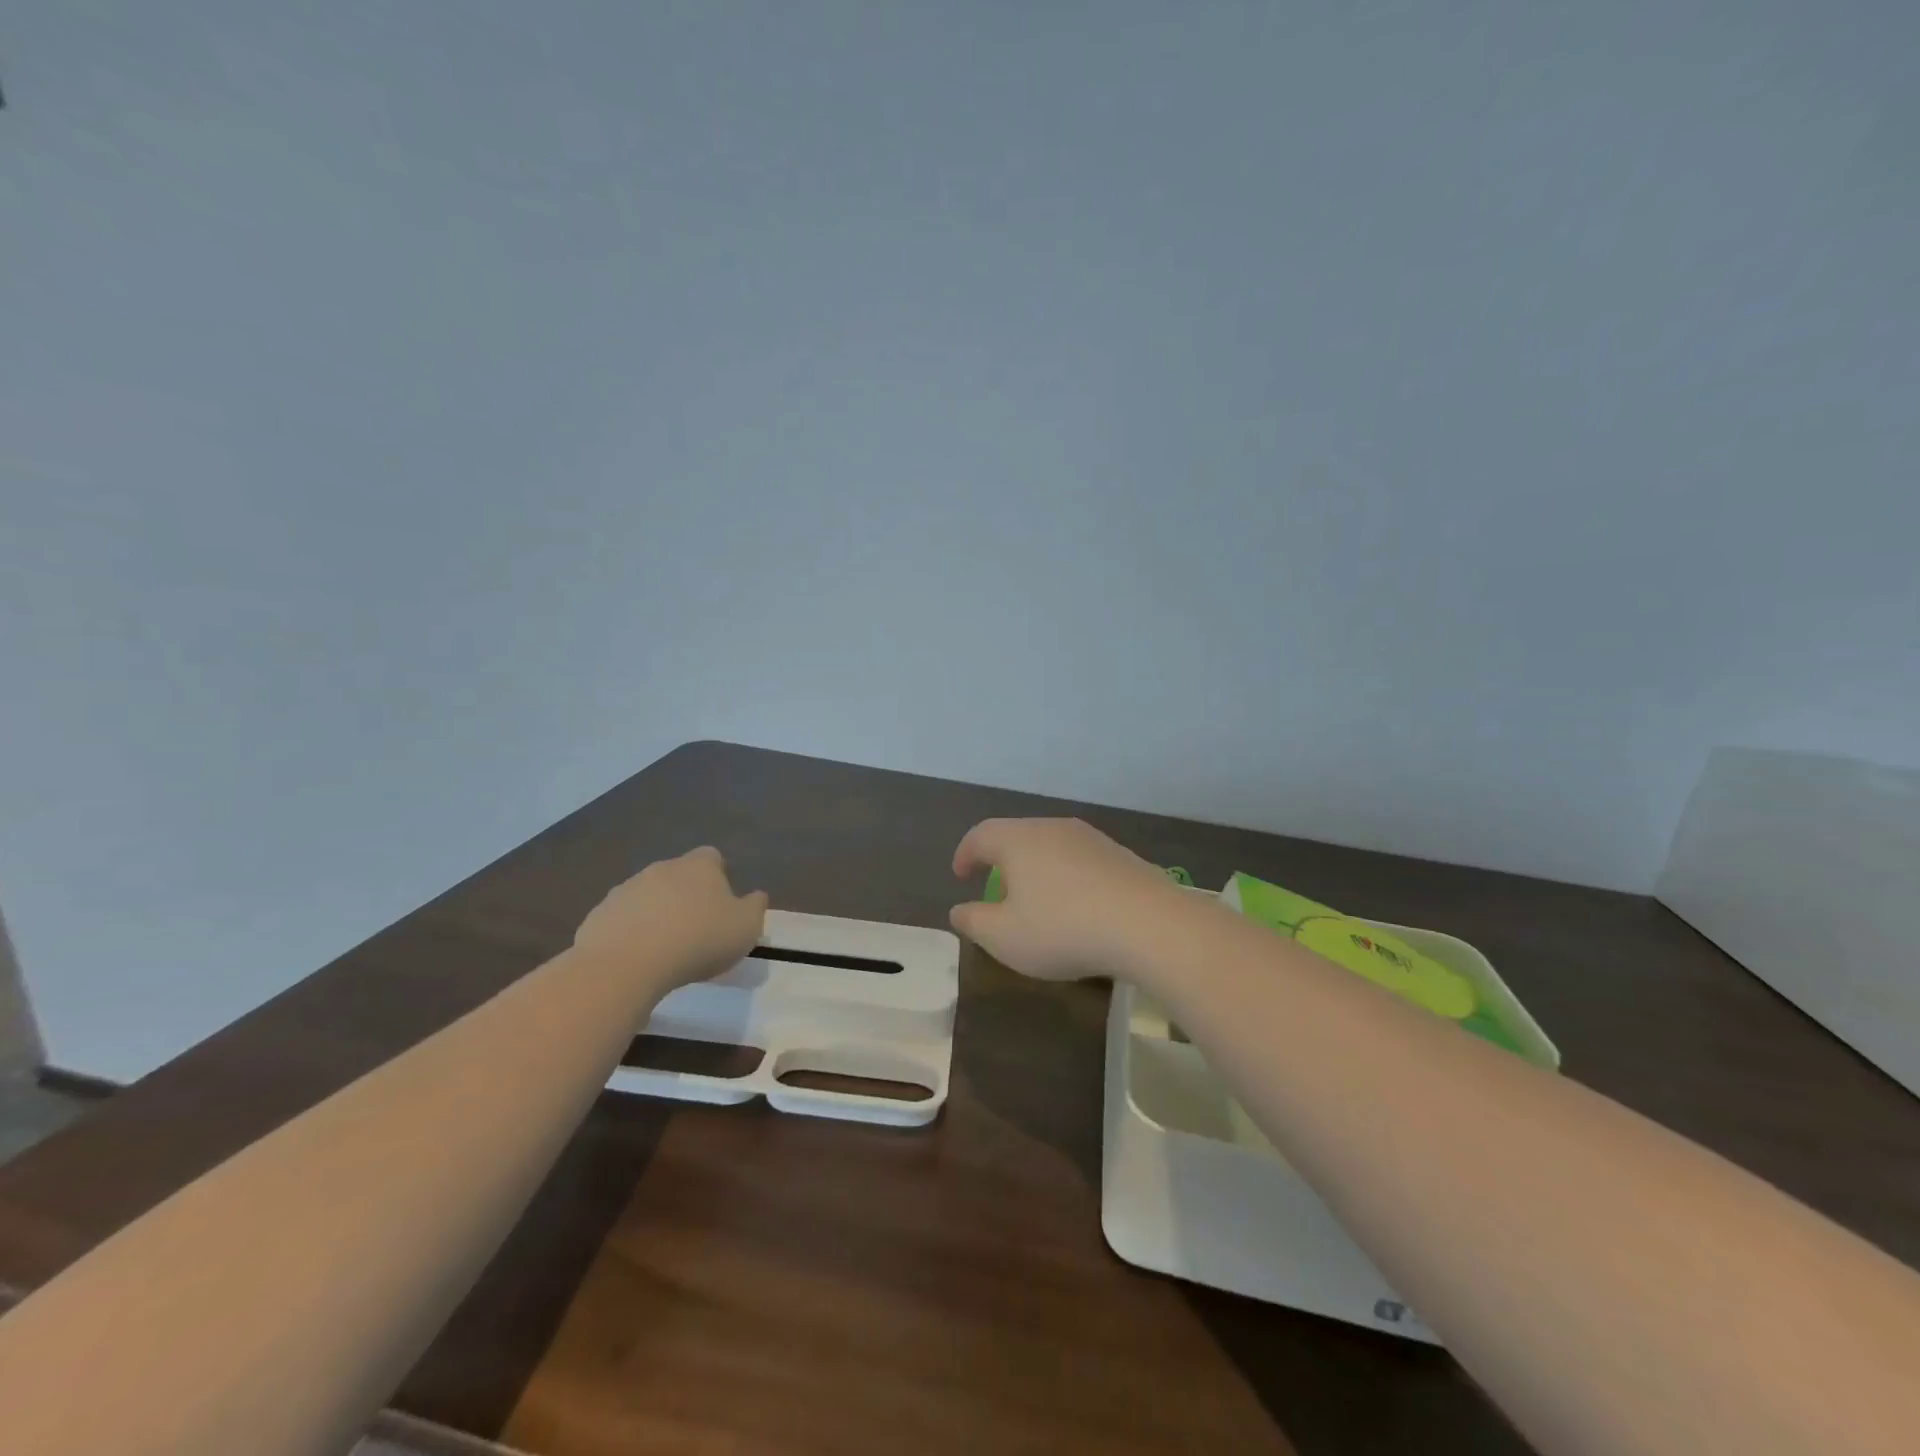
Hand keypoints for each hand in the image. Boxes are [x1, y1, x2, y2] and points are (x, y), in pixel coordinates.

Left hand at [575, 846, 767, 992]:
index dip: (719, 876)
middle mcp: (661, 868)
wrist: (627, 964)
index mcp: (699, 866)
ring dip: (656, 914)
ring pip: (647, 897)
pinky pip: (621, 921)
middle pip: (677, 875)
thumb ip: (755, 907)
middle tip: (696, 929)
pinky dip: (630, 934)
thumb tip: (756, 896)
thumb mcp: (746, 927)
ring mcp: (625, 890)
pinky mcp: (598, 916)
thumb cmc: (698, 940)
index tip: (723, 904)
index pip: (712, 857)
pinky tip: (637, 960)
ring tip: (666, 949)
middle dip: (686, 896)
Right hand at [949, 818, 1191, 980]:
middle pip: (1017, 835)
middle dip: (1001, 859)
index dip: (965, 854)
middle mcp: (1053, 828)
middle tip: (996, 886)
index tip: (961, 875)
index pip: (981, 835)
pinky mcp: (1121, 855)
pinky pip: (1081, 860)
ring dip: (1037, 867)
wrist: (1148, 925)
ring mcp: (1091, 839)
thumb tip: (959, 910)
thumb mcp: (1004, 937)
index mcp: (1018, 840)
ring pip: (1052, 846)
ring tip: (1036, 897)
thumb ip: (974, 922)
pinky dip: (1068, 877)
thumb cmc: (1063, 929)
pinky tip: (1076, 905)